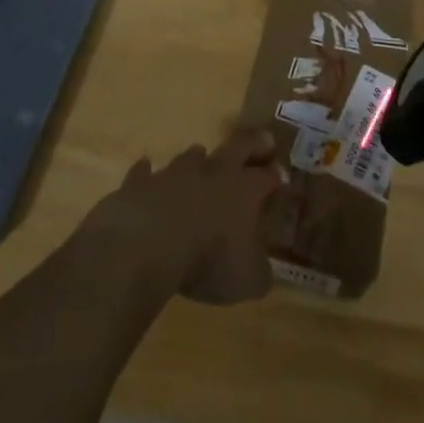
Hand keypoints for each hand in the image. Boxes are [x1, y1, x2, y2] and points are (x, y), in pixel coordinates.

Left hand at [79, 131, 284, 304]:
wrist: (148, 243)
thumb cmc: (207, 260)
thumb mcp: (246, 280)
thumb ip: (259, 273)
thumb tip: (263, 272)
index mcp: (243, 191)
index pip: (265, 177)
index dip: (275, 176)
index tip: (281, 176)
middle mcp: (213, 173)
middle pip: (237, 147)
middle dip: (252, 145)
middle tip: (262, 142)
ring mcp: (175, 173)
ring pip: (192, 156)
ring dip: (199, 158)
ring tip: (202, 157)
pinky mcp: (142, 182)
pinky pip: (145, 172)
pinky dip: (147, 172)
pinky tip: (146, 170)